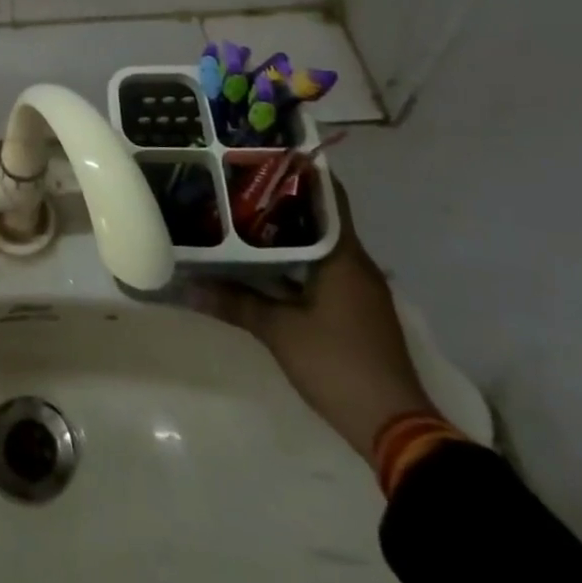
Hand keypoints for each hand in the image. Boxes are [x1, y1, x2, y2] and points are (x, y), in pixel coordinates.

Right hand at [186, 182, 439, 459]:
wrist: (395, 429)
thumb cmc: (338, 365)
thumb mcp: (279, 331)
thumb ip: (234, 302)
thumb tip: (186, 285)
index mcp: (344, 256)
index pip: (327, 194)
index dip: (299, 170)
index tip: (263, 153)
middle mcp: (356, 263)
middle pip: (320, 217)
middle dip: (282, 199)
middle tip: (238, 181)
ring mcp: (359, 289)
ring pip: (320, 244)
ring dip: (288, 231)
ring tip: (242, 214)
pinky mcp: (356, 310)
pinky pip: (323, 268)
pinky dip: (296, 259)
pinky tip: (263, 261)